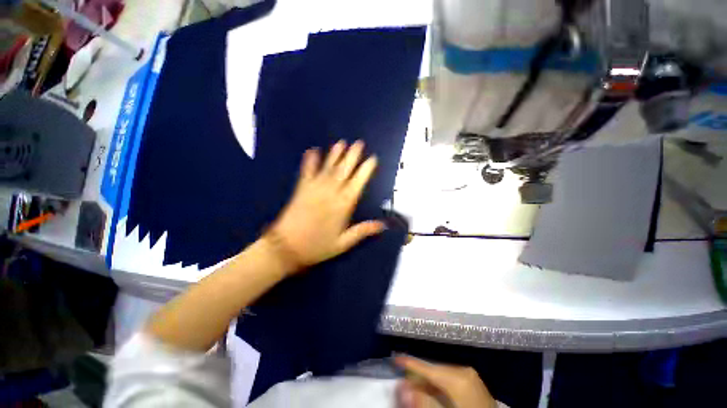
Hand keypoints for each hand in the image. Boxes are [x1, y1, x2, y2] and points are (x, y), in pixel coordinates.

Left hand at [266, 140, 385, 272]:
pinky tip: (313, 149)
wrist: (286, 247)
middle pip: (344, 170)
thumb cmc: (318, 246)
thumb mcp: (344, 243)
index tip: (373, 158)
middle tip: (359, 143)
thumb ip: (363, 231)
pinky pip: (307, 171)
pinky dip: (310, 160)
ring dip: (335, 154)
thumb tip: (383, 224)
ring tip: (341, 143)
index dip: (366, 169)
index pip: (358, 182)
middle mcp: (331, 192)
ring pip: (328, 167)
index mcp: (344, 204)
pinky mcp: (301, 188)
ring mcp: (315, 188)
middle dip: (352, 155)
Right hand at [395, 356, 497, 407]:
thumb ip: (423, 400)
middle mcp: (464, 370)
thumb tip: (401, 386)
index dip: (410, 363)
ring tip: (418, 388)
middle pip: (434, 370)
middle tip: (405, 383)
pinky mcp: (474, 382)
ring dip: (429, 381)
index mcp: (458, 376)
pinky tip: (434, 392)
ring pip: (442, 373)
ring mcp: (471, 375)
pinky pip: (451, 378)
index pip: (427, 368)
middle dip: (419, 376)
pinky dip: (440, 384)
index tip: (395, 359)